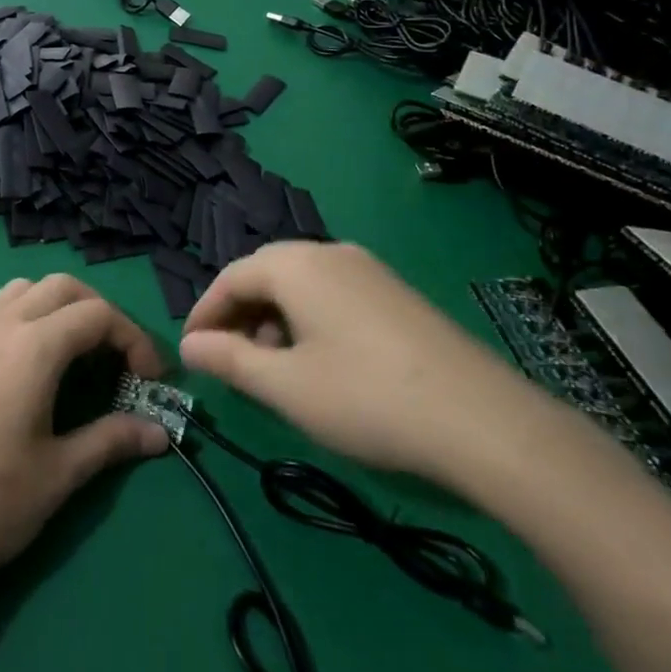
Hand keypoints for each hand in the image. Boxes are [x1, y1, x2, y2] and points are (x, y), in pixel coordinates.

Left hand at [0, 275, 170, 602]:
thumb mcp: (58, 476)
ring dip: (56, 307)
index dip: (134, 339)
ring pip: (23, 290)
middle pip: (63, 287)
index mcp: (33, 346)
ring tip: (70, 353)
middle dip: (99, 313)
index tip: (151, 378)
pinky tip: (15, 358)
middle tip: (116, 359)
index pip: (99, 315)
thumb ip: (112, 441)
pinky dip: (15, 315)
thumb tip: (160, 434)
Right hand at [181, 241, 549, 484]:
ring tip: (274, 369)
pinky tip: (320, 363)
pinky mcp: (394, 292)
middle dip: (239, 316)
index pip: (231, 277)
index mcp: (296, 264)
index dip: (204, 313)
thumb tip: (189, 346)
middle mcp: (329, 252)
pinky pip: (333, 294)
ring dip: (274, 320)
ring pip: (301, 285)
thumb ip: (230, 360)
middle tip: (228, 362)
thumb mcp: (286, 386)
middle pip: (266, 274)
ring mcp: (368, 269)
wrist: (481, 418)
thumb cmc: (365, 397)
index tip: (191, 351)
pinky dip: (309, 321)